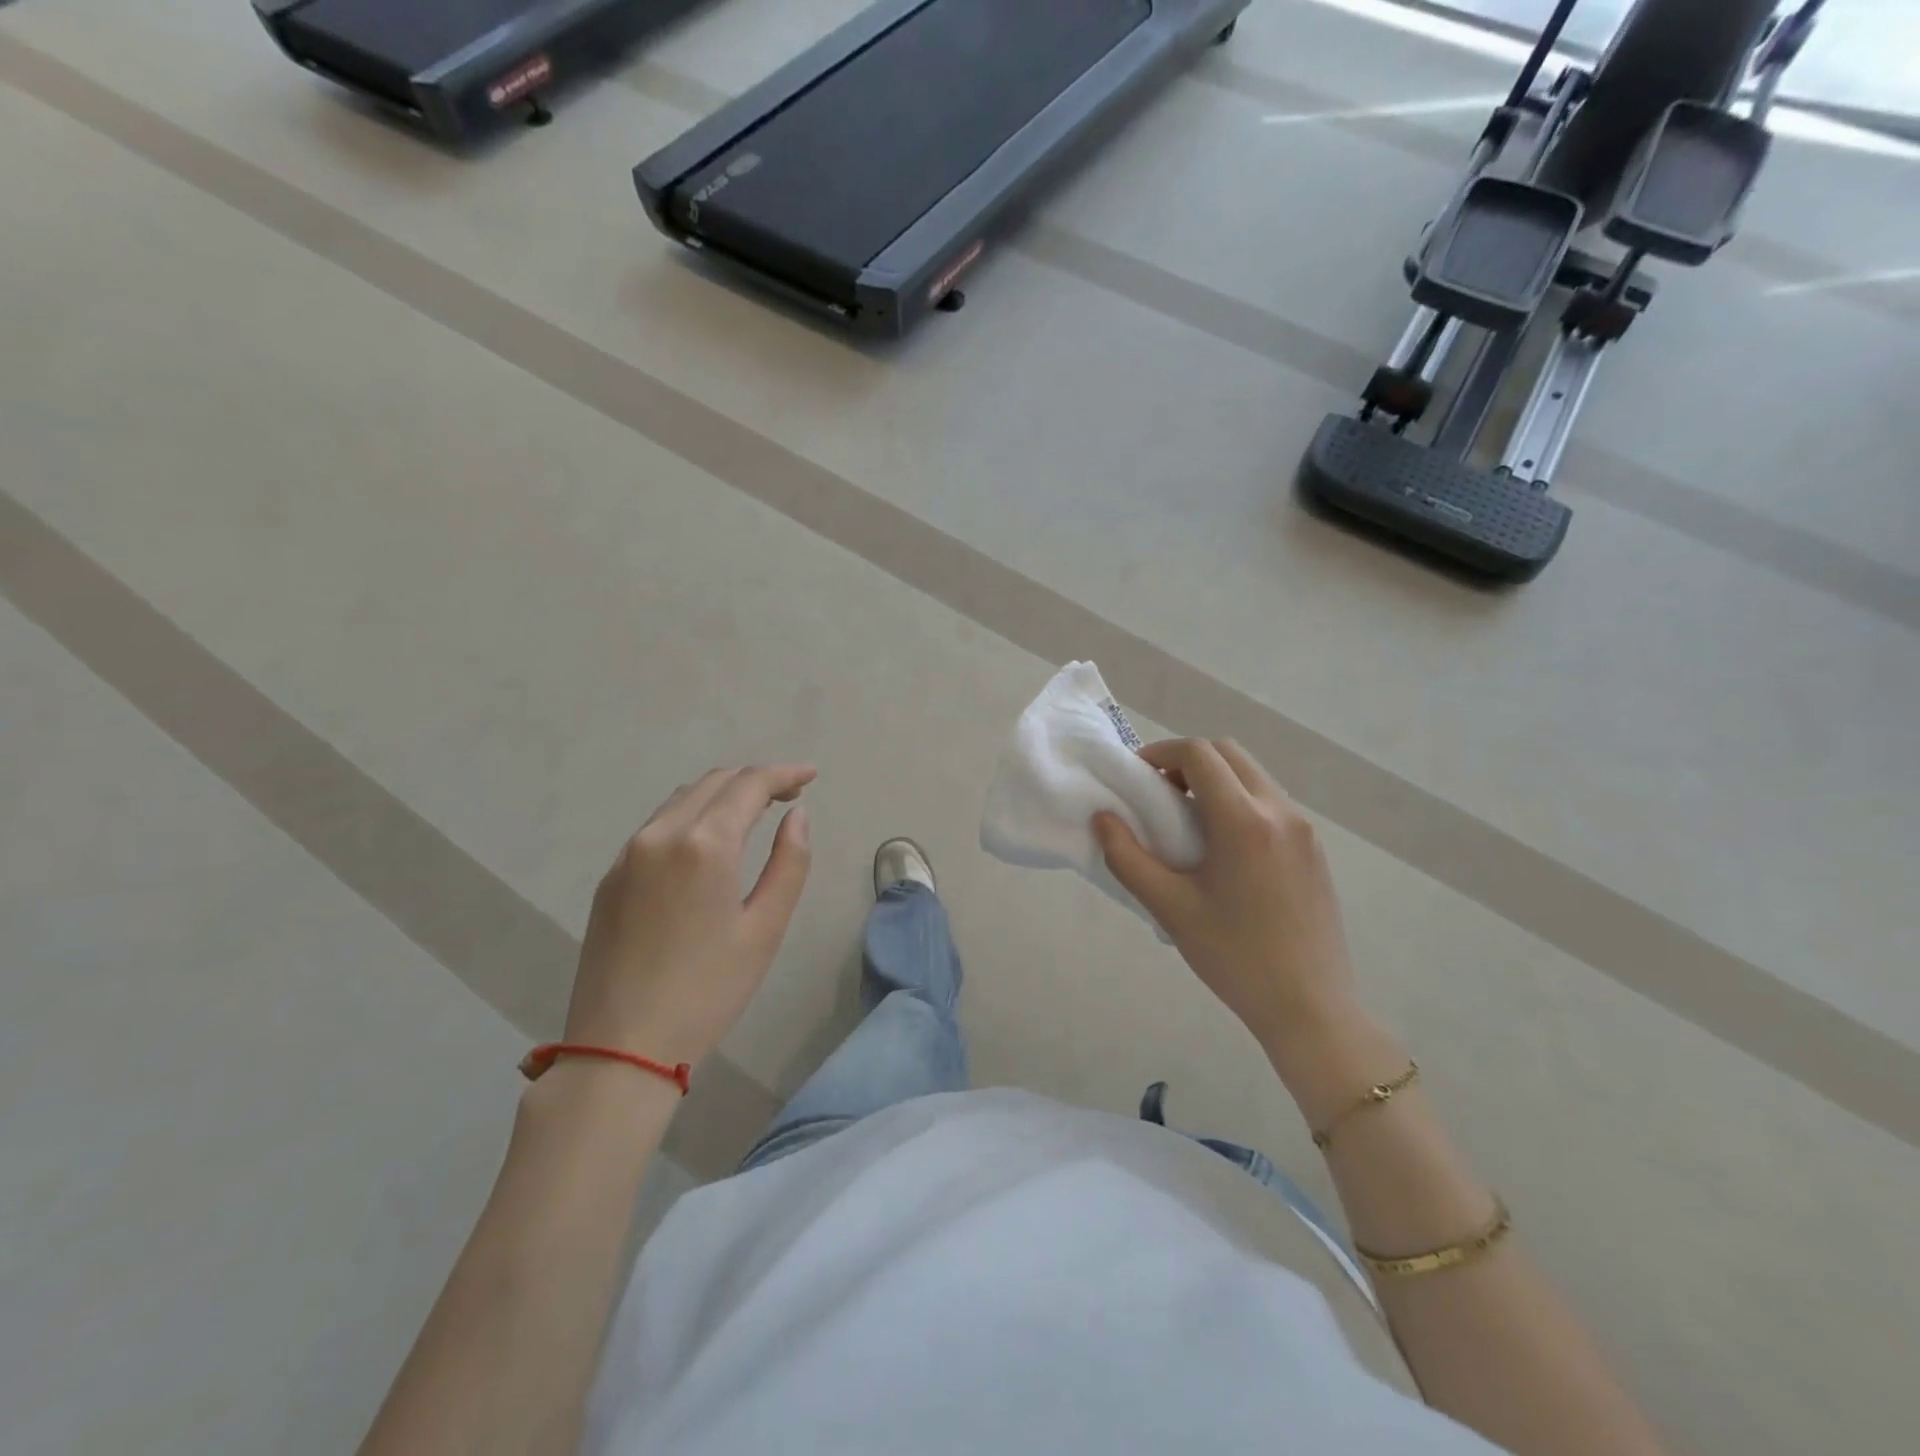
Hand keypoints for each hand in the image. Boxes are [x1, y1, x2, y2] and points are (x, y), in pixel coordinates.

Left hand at [564, 765, 814, 1067]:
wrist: (621, 1046)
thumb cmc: (708, 990)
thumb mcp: (765, 929)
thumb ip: (789, 863)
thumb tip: (797, 816)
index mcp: (704, 845)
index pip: (749, 785)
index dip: (784, 774)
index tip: (811, 776)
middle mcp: (661, 835)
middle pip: (714, 782)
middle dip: (755, 780)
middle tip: (789, 796)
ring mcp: (629, 854)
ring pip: (683, 799)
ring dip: (723, 794)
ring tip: (755, 812)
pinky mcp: (611, 877)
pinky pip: (658, 825)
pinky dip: (693, 815)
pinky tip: (709, 841)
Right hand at [1094, 739, 1358, 1056]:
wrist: (1309, 1007)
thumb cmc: (1234, 957)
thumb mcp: (1170, 908)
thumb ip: (1128, 858)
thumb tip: (1103, 819)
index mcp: (1244, 821)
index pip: (1200, 754)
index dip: (1161, 753)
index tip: (1137, 777)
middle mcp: (1280, 812)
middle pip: (1229, 753)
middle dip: (1188, 760)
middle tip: (1159, 794)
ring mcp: (1304, 829)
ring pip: (1253, 775)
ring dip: (1215, 780)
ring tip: (1187, 822)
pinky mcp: (1314, 849)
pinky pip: (1271, 802)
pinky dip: (1239, 801)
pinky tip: (1222, 848)